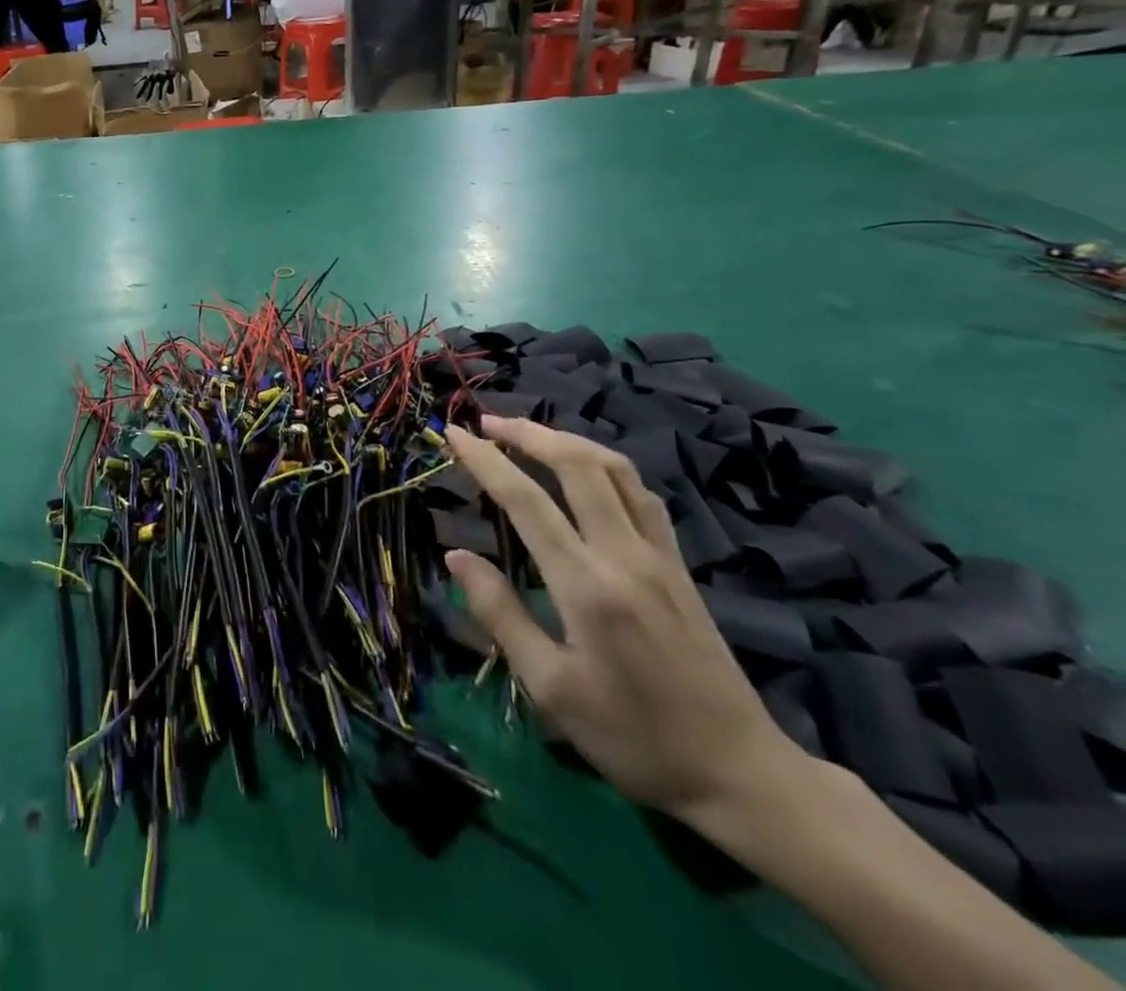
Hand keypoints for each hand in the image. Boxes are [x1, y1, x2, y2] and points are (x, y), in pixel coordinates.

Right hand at [443, 417, 804, 825]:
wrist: (741, 773)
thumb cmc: (634, 738)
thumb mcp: (550, 688)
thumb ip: (500, 614)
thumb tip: (455, 556)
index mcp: (587, 585)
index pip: (526, 500)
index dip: (485, 459)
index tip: (453, 433)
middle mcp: (625, 555)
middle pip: (577, 465)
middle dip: (528, 433)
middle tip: (486, 421)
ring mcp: (659, 556)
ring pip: (616, 470)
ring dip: (568, 440)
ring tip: (529, 434)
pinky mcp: (679, 565)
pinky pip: (640, 493)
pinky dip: (604, 465)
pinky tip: (586, 472)